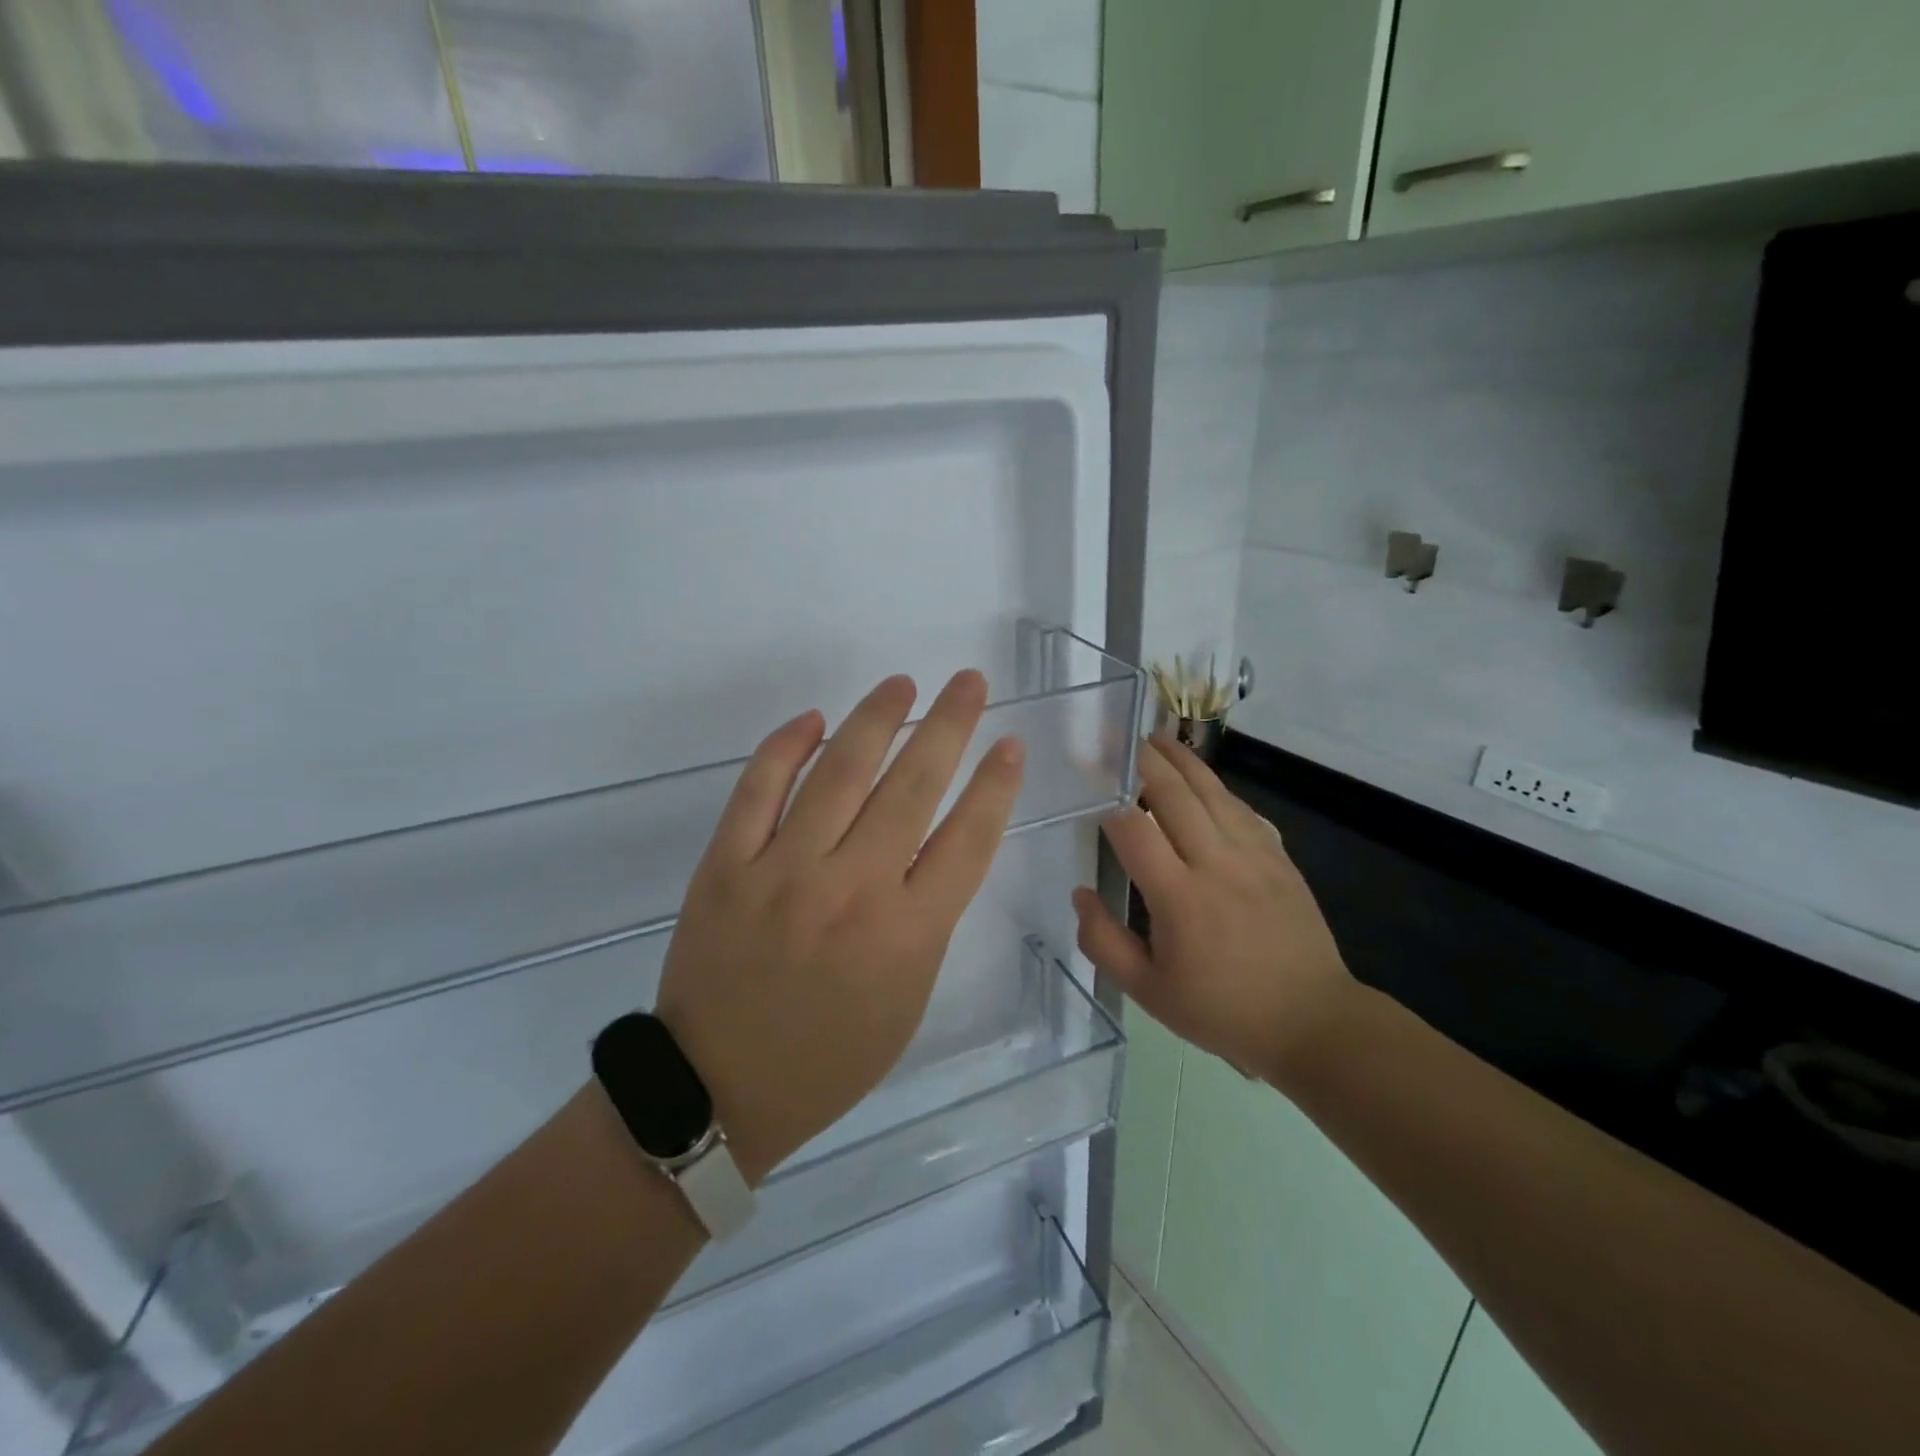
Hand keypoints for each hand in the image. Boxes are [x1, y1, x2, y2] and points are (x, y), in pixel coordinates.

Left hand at [654, 671, 1024, 1184]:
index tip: (1010, 743)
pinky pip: (758, 788)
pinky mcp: (726, 866)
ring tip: (902, 684)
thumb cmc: (830, 1057)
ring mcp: (783, 871)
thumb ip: (927, 918)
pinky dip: (787, 747)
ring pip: (839, 772)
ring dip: (876, 719)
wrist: (718, 1091)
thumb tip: (932, 844)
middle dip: (950, 725)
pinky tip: (814, 720)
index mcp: (907, 934)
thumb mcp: (907, 998)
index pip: (968, 838)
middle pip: (913, 787)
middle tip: (968, 682)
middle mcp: (852, 889)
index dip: (996, 784)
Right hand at [1071, 735, 1354, 1085]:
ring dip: (1182, 760)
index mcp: (1179, 897)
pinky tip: (1204, 780)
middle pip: (1175, 795)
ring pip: (1212, 792)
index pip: (1134, 831)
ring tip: (1157, 737)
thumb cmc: (1222, 1011)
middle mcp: (1216, 864)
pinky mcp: (1279, 858)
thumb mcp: (1148, 992)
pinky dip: (1217, 787)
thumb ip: (1104, 942)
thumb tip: (1080, 894)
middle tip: (1120, 738)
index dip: (1109, 806)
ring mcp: (1254, 856)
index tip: (1091, 792)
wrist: (1313, 1022)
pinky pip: (1242, 809)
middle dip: (1144, 762)